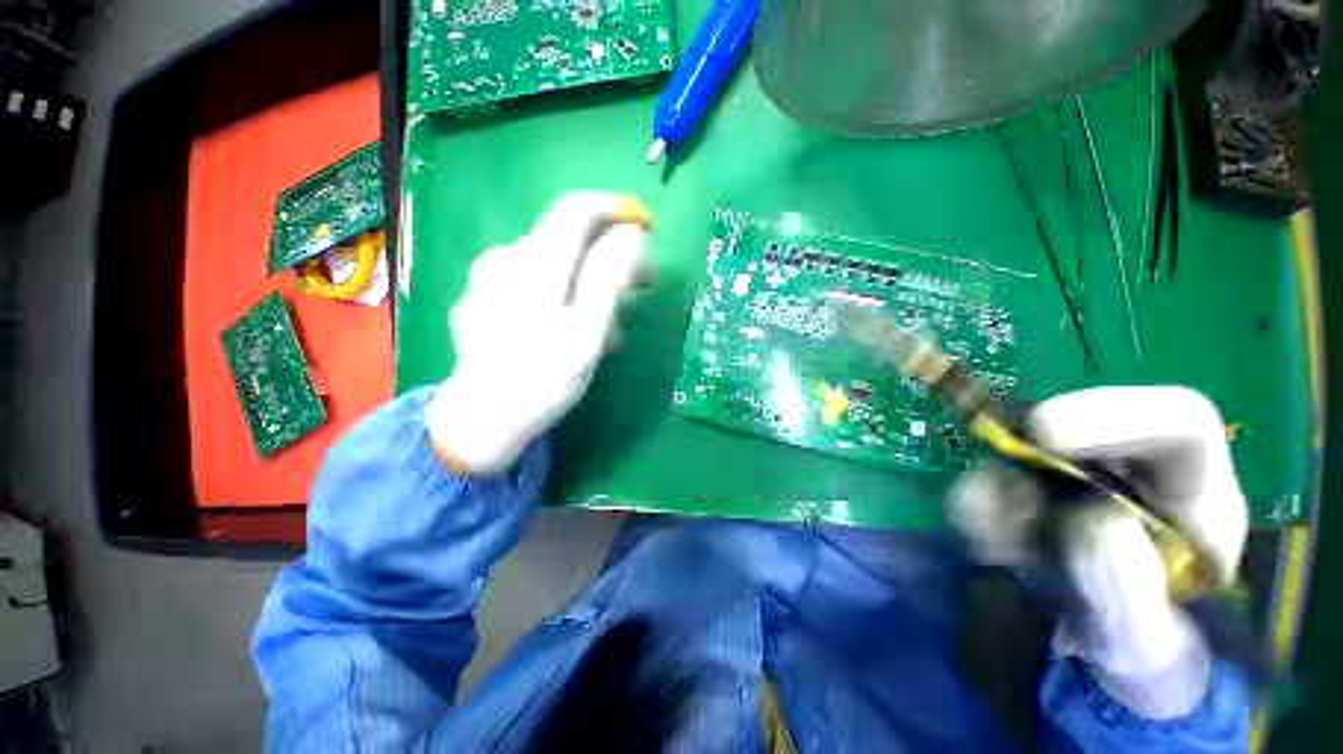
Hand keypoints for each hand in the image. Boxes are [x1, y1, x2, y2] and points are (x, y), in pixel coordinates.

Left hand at [427, 193, 651, 474]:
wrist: (480, 421)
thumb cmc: (541, 381)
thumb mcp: (586, 334)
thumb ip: (608, 279)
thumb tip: (631, 235)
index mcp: (534, 264)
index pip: (576, 210)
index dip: (616, 210)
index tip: (646, 227)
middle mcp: (506, 259)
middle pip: (568, 236)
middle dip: (610, 256)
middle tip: (639, 290)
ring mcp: (489, 278)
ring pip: (554, 262)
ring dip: (589, 283)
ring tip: (610, 326)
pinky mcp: (484, 297)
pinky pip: (534, 280)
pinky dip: (564, 294)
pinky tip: (572, 328)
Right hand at [949, 386, 1248, 718]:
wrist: (1102, 667)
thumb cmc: (1149, 658)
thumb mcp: (1152, 649)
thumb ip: (1135, 599)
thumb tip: (1096, 523)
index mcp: (1195, 497)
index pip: (1177, 421)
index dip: (1113, 413)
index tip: (1044, 436)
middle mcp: (1131, 474)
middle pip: (1076, 424)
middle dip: (1027, 459)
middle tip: (1010, 509)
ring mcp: (1072, 480)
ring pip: (1015, 452)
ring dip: (992, 494)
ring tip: (1003, 552)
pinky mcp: (1026, 493)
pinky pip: (984, 481)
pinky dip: (973, 510)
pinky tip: (992, 551)